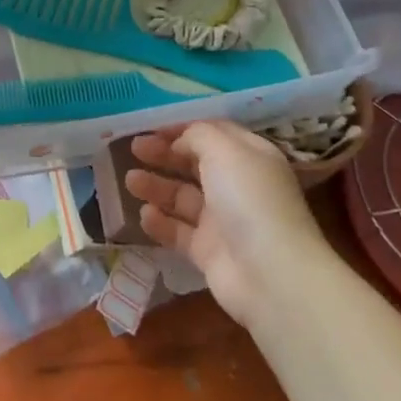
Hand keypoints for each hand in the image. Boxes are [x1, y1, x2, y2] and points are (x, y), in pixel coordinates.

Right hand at [125, 121, 324, 325]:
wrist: (271, 274)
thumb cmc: (249, 199)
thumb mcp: (225, 150)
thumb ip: (198, 135)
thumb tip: (180, 140)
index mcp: (250, 157)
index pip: (214, 134)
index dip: (183, 128)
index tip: (151, 127)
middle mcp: (237, 185)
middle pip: (195, 164)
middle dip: (164, 154)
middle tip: (134, 149)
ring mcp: (223, 220)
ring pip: (183, 197)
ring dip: (157, 186)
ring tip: (130, 181)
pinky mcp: (209, 251)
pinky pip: (179, 232)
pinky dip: (160, 223)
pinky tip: (144, 215)